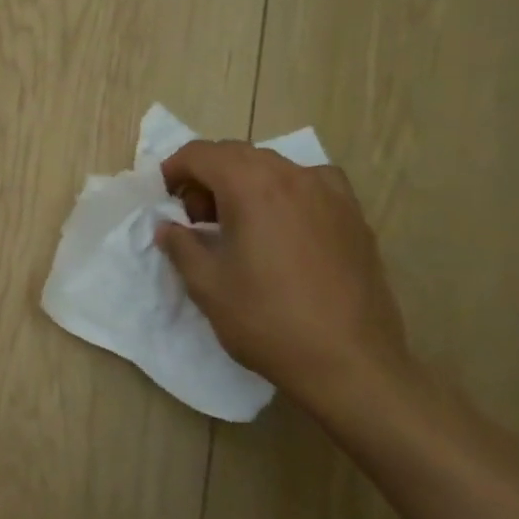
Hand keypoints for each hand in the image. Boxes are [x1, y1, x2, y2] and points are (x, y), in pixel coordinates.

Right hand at [156, 140, 418, 421]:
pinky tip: (282, 226)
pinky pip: (309, 184)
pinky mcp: (354, 216)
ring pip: (273, 167)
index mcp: (252, 186)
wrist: (350, 364)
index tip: (163, 198)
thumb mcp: (206, 284)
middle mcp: (294, 177)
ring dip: (243, 182)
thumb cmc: (267, 320)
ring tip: (236, 224)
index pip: (201, 154)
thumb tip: (170, 227)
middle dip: (207, 176)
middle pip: (237, 154)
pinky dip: (283, 192)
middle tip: (194, 217)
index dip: (174, 169)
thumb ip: (180, 244)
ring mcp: (331, 194)